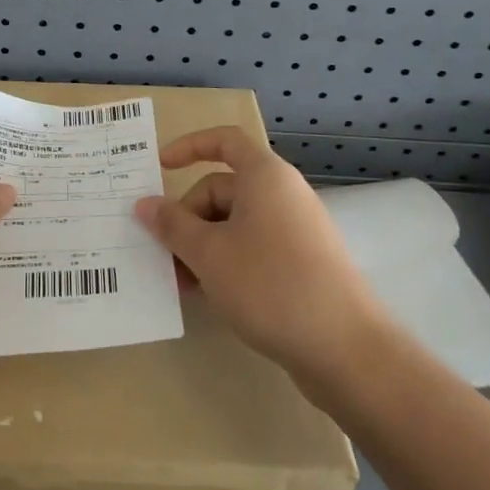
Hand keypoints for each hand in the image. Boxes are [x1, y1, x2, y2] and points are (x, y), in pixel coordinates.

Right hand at [135, 127, 382, 385]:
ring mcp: (295, 231)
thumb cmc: (270, 284)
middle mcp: (282, 195)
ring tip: (182, 284)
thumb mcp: (208, 253)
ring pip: (234, 224)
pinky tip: (210, 295)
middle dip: (187, 219)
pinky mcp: (302, 264)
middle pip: (222, 190)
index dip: (189, 147)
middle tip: (163, 256)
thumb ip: (172, 225)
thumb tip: (144, 204)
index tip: (159, 167)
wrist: (345, 348)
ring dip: (201, 247)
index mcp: (265, 177)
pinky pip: (252, 248)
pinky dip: (225, 263)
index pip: (224, 141)